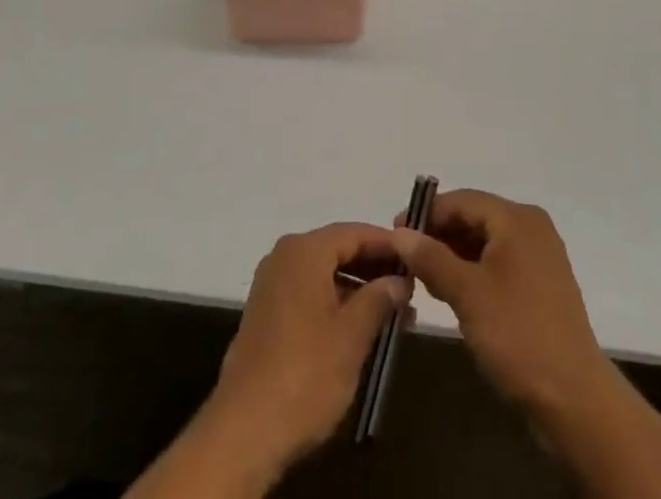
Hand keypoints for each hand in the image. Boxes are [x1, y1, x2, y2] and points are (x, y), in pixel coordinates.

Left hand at [207, 222, 409, 477]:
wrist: (245, 429)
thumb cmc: (305, 374)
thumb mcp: (352, 336)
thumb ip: (379, 299)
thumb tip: (399, 279)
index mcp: (304, 251)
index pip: (354, 232)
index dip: (386, 244)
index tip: (415, 258)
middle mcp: (284, 257)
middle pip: (337, 250)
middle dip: (374, 269)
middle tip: (410, 289)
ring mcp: (272, 285)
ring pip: (324, 274)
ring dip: (358, 290)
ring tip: (394, 315)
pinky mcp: (267, 314)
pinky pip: (309, 293)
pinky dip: (336, 303)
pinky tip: (361, 329)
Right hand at [391, 190, 612, 423]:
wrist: (575, 401)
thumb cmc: (518, 335)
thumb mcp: (466, 293)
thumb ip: (430, 257)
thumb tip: (399, 233)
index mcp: (516, 218)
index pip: (461, 201)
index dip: (426, 214)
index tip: (395, 233)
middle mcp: (531, 228)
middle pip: (473, 218)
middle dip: (438, 236)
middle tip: (406, 259)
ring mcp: (539, 258)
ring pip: (484, 242)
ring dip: (453, 256)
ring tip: (423, 279)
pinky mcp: (540, 286)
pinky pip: (498, 264)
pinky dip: (473, 272)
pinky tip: (451, 293)